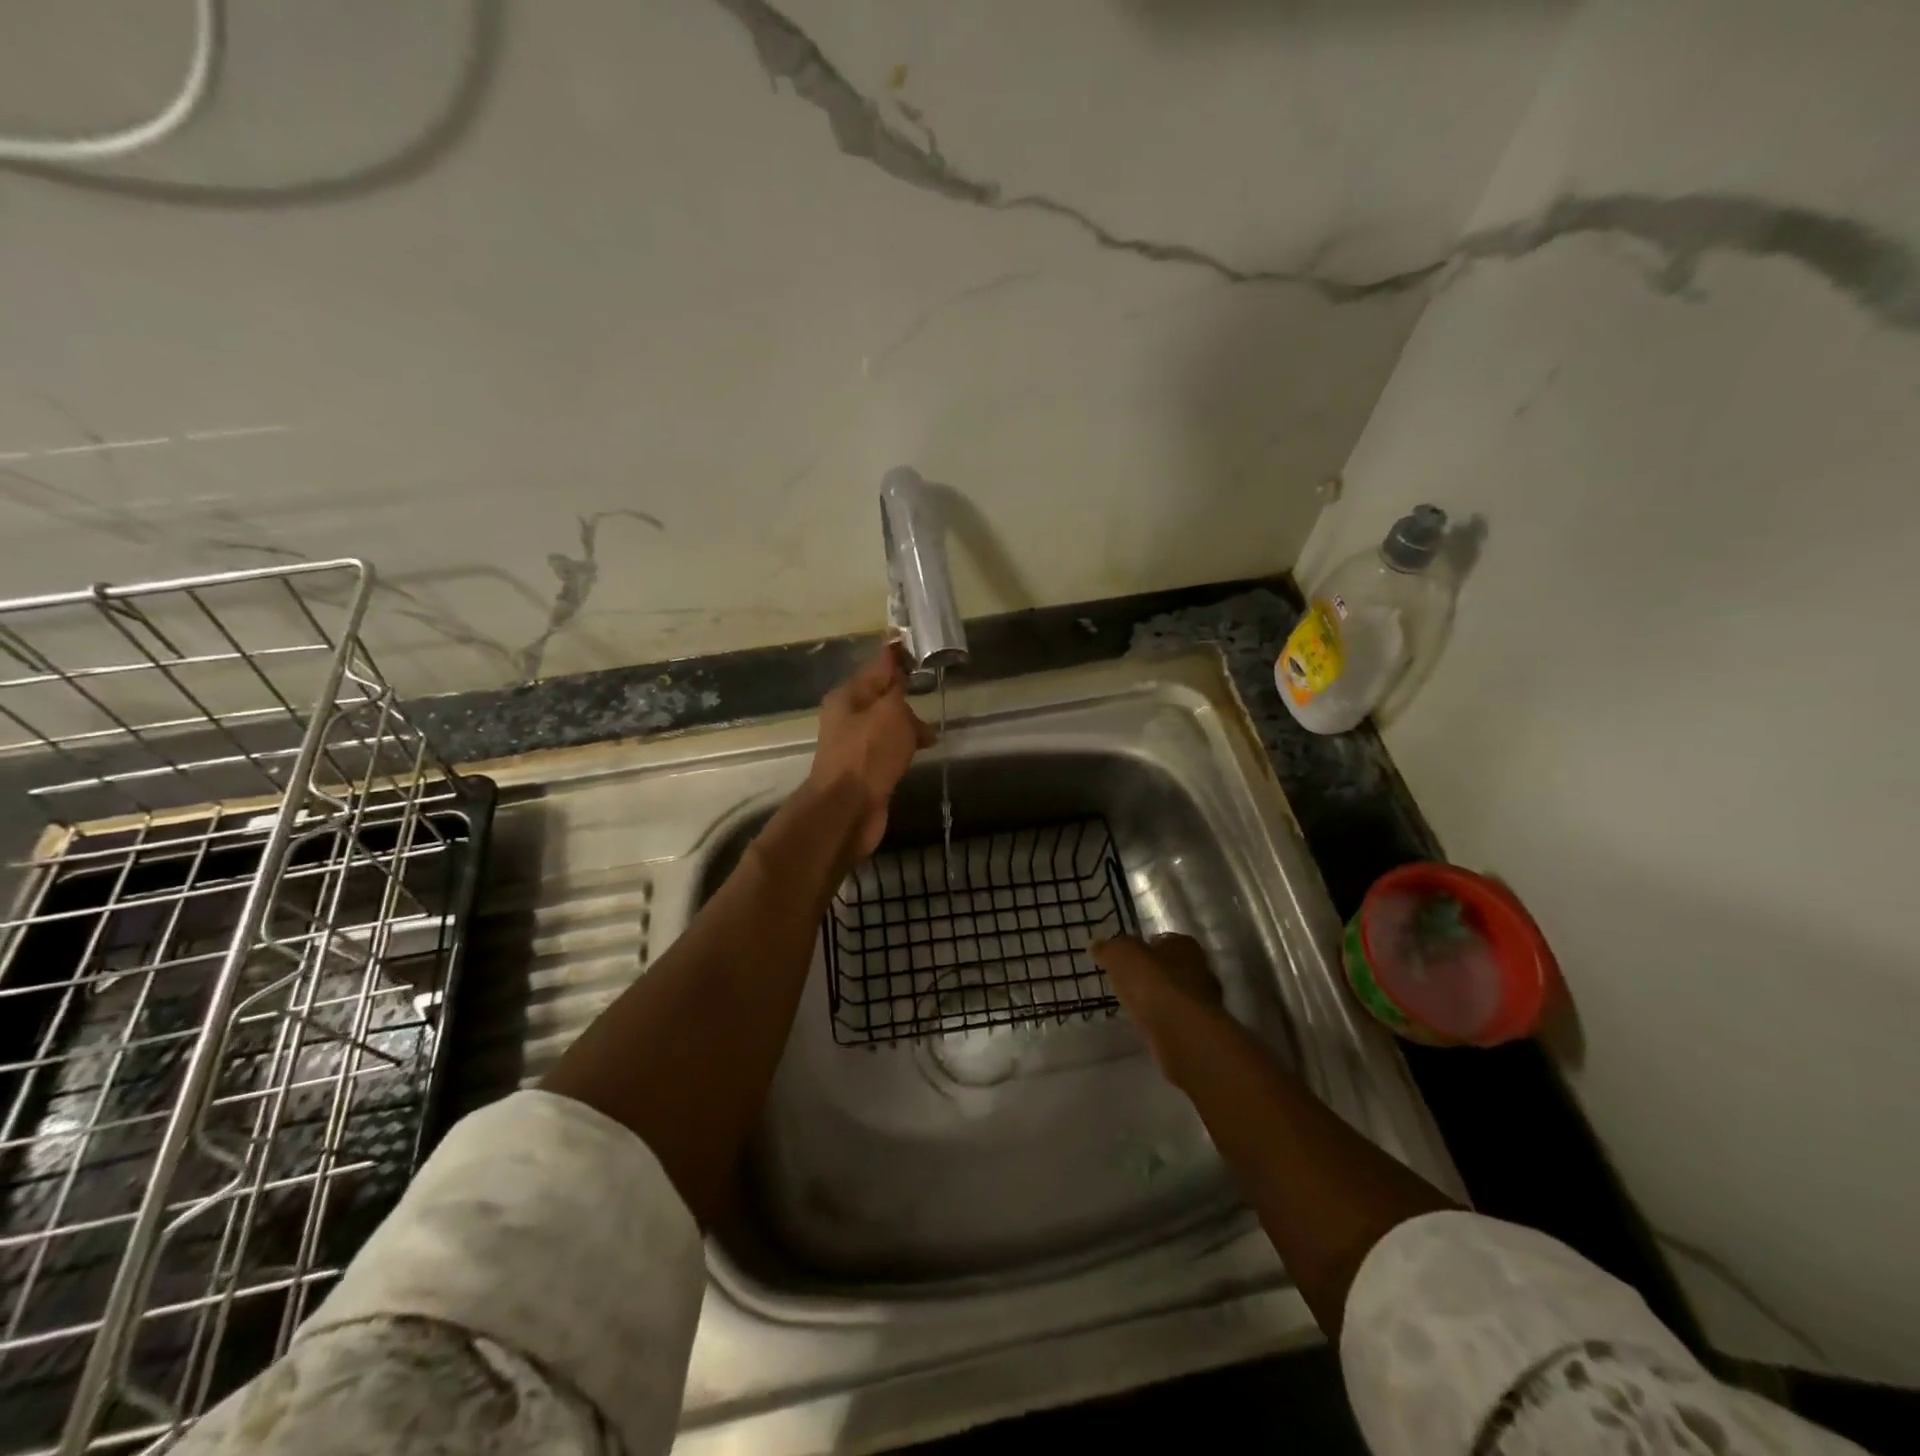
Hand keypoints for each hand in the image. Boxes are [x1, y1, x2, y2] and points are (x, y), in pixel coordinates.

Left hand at [809, 645, 936, 861]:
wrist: (847, 810)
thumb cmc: (869, 754)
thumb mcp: (890, 712)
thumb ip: (896, 687)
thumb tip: (895, 661)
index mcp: (847, 697)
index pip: (876, 668)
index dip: (896, 658)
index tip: (915, 647)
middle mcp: (846, 718)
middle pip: (881, 698)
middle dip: (905, 697)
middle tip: (932, 694)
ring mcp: (854, 746)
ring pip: (886, 726)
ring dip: (908, 726)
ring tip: (932, 734)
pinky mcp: (864, 770)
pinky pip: (887, 749)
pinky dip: (904, 747)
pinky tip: (920, 752)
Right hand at [1091, 933, 1224, 1065]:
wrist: (1182, 1034)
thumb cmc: (1153, 983)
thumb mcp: (1120, 956)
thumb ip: (1109, 949)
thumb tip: (1096, 946)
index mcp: (1183, 945)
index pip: (1163, 940)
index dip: (1143, 948)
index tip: (1125, 958)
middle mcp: (1199, 970)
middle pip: (1171, 968)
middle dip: (1152, 974)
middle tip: (1128, 982)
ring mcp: (1203, 1003)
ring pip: (1175, 995)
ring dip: (1158, 1000)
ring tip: (1134, 1006)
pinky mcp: (1198, 1031)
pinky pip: (1175, 1020)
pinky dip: (1162, 1022)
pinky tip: (1147, 1027)